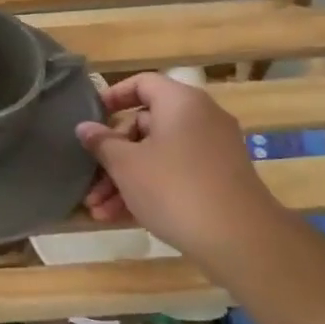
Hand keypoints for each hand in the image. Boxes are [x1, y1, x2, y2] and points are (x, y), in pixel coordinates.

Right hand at [75, 72, 286, 260]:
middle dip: (112, 156)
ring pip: (157, 155)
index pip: (142, 83)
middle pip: (145, 125)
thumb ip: (102, 142)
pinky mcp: (218, 180)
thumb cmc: (173, 188)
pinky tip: (119, 217)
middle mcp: (201, 119)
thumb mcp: (126, 165)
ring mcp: (212, 151)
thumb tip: (84, 127)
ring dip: (124, 180)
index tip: (91, 117)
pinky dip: (149, 189)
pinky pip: (175, 174)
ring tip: (97, 210)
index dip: (113, 96)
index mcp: (180, 102)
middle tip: (90, 181)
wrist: (240, 240)